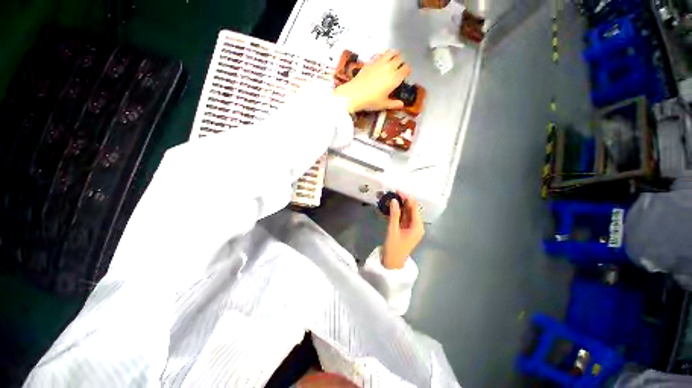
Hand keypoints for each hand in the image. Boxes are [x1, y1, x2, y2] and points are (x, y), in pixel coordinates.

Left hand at [334, 50, 412, 112]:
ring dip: (395, 55)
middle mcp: (390, 67)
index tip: (406, 75)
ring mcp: (380, 62)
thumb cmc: (371, 101)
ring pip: (392, 52)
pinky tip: (381, 61)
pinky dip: (384, 56)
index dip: (408, 71)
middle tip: (399, 69)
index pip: (406, 69)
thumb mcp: (383, 105)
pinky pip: (381, 54)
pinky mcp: (371, 61)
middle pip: (400, 59)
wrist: (354, 94)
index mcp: (395, 78)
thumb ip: (394, 104)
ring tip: (393, 61)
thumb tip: (402, 105)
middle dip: (402, 63)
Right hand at [382, 192, 424, 268]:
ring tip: (391, 197)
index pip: (414, 208)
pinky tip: (390, 207)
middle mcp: (417, 226)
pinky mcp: (405, 230)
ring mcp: (411, 228)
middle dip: (403, 201)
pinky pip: (402, 218)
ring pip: (406, 213)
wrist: (392, 264)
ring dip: (399, 206)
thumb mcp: (393, 230)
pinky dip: (397, 213)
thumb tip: (394, 200)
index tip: (398, 190)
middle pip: (411, 209)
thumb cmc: (394, 248)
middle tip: (393, 192)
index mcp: (417, 226)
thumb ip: (394, 214)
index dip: (407, 198)